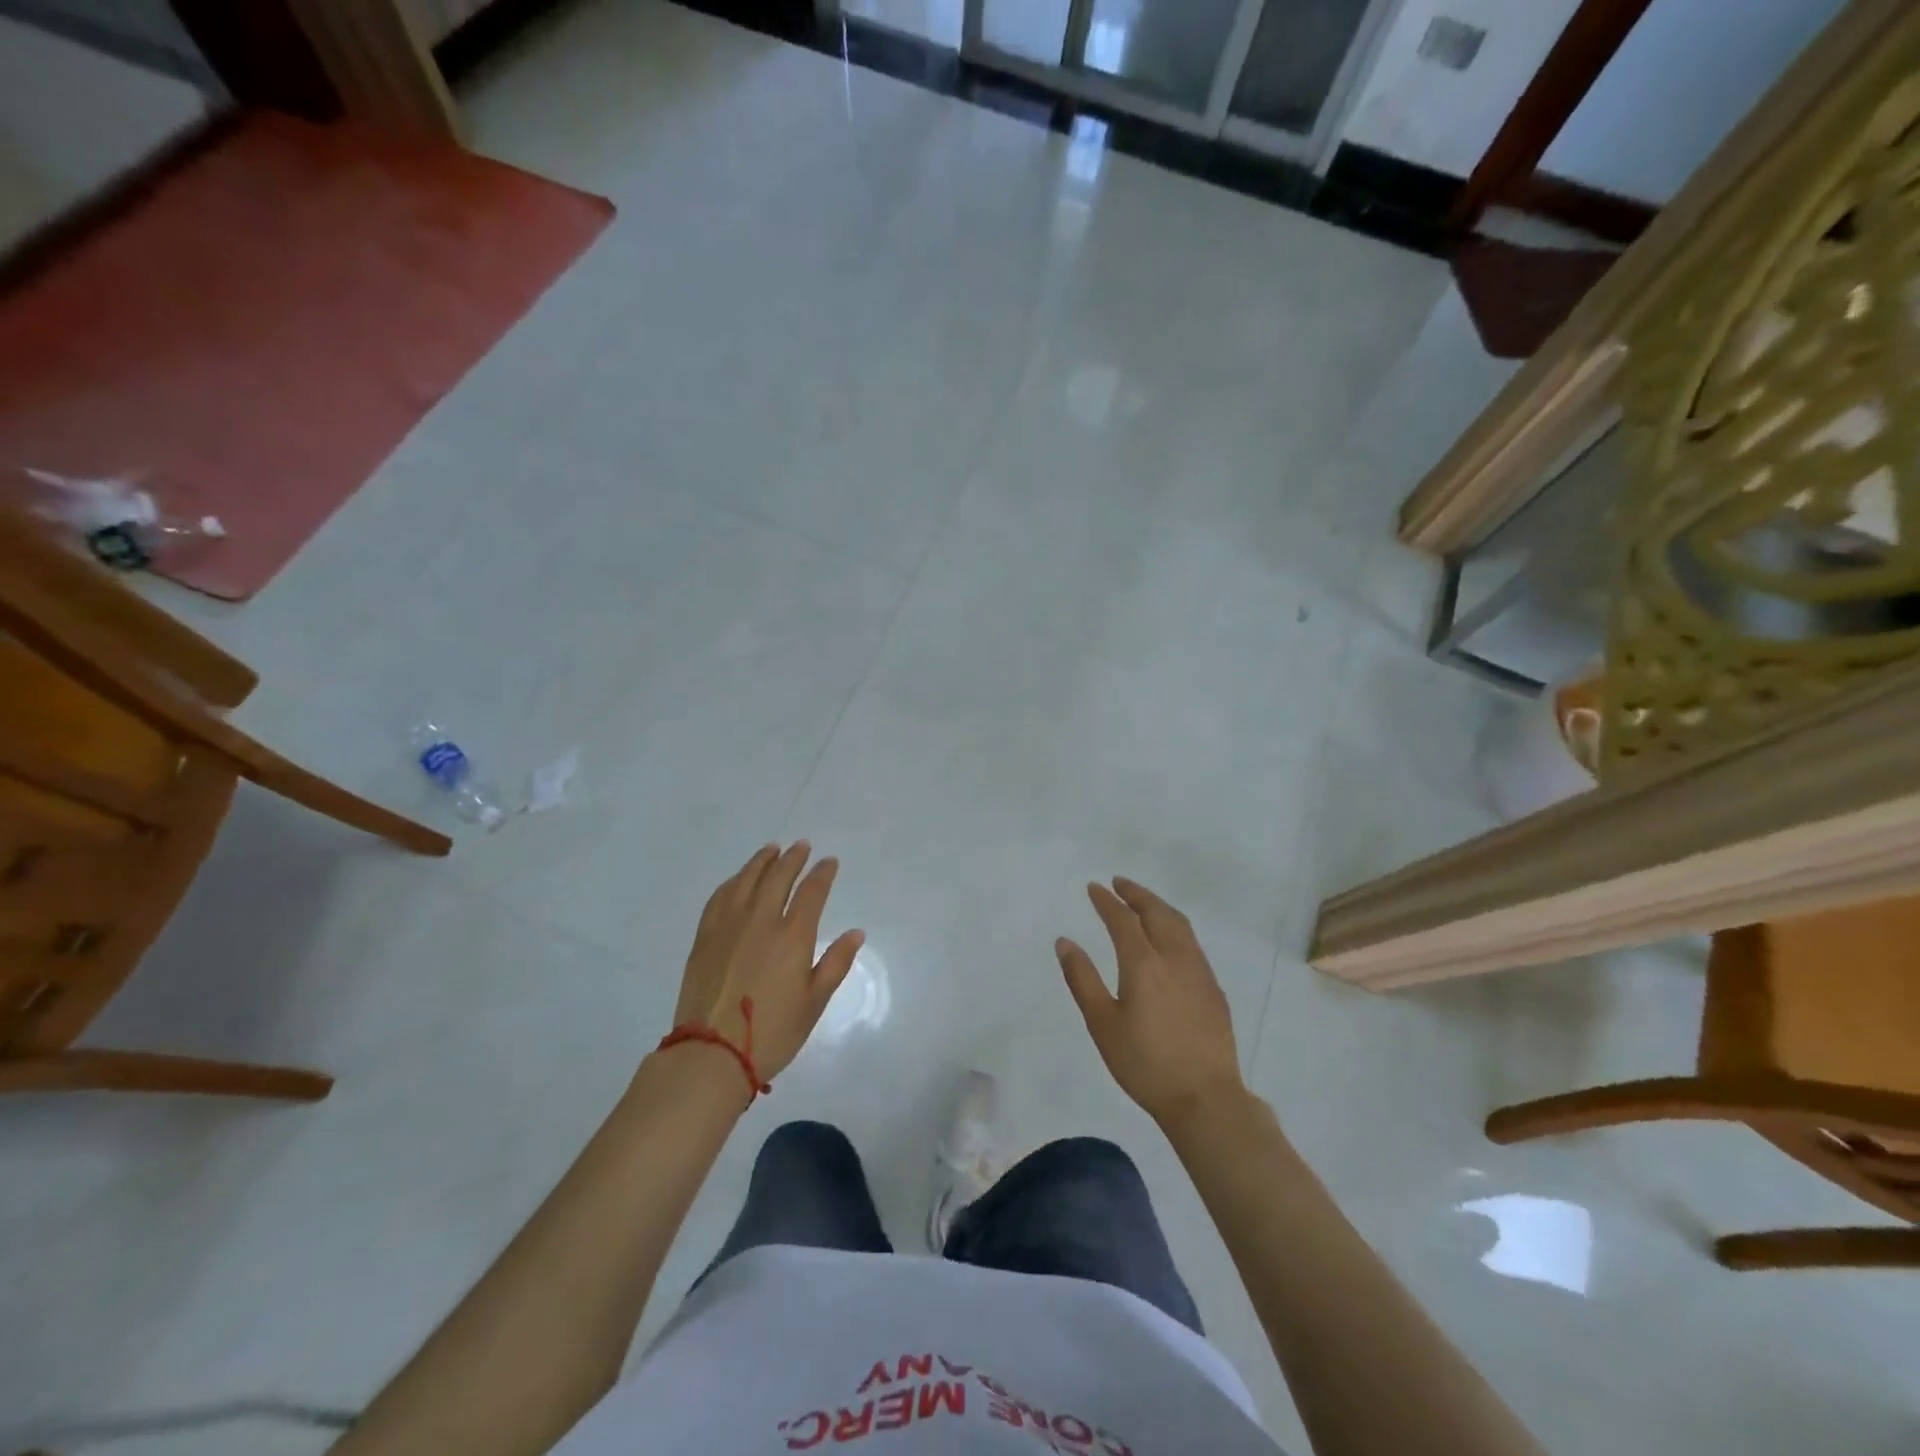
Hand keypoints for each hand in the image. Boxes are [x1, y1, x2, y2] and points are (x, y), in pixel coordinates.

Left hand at [671, 842, 864, 1082]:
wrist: (711, 1053)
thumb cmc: (772, 1032)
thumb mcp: (814, 1002)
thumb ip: (836, 963)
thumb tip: (856, 933)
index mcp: (793, 936)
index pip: (812, 891)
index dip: (823, 873)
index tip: (829, 862)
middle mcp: (761, 921)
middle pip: (778, 877)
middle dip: (793, 858)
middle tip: (802, 846)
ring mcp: (729, 926)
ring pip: (746, 880)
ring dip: (762, 861)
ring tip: (772, 850)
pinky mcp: (705, 937)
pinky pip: (720, 897)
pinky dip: (733, 881)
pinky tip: (738, 879)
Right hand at [1057, 878, 1244, 1128]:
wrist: (1205, 1098)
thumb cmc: (1145, 1064)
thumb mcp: (1102, 1024)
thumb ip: (1082, 979)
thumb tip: (1064, 942)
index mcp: (1143, 964)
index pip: (1123, 920)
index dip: (1107, 901)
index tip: (1094, 888)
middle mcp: (1174, 958)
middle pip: (1157, 912)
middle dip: (1137, 894)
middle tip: (1119, 883)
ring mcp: (1199, 972)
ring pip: (1180, 925)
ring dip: (1159, 907)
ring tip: (1144, 903)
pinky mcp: (1214, 989)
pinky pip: (1192, 943)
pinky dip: (1176, 927)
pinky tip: (1170, 940)